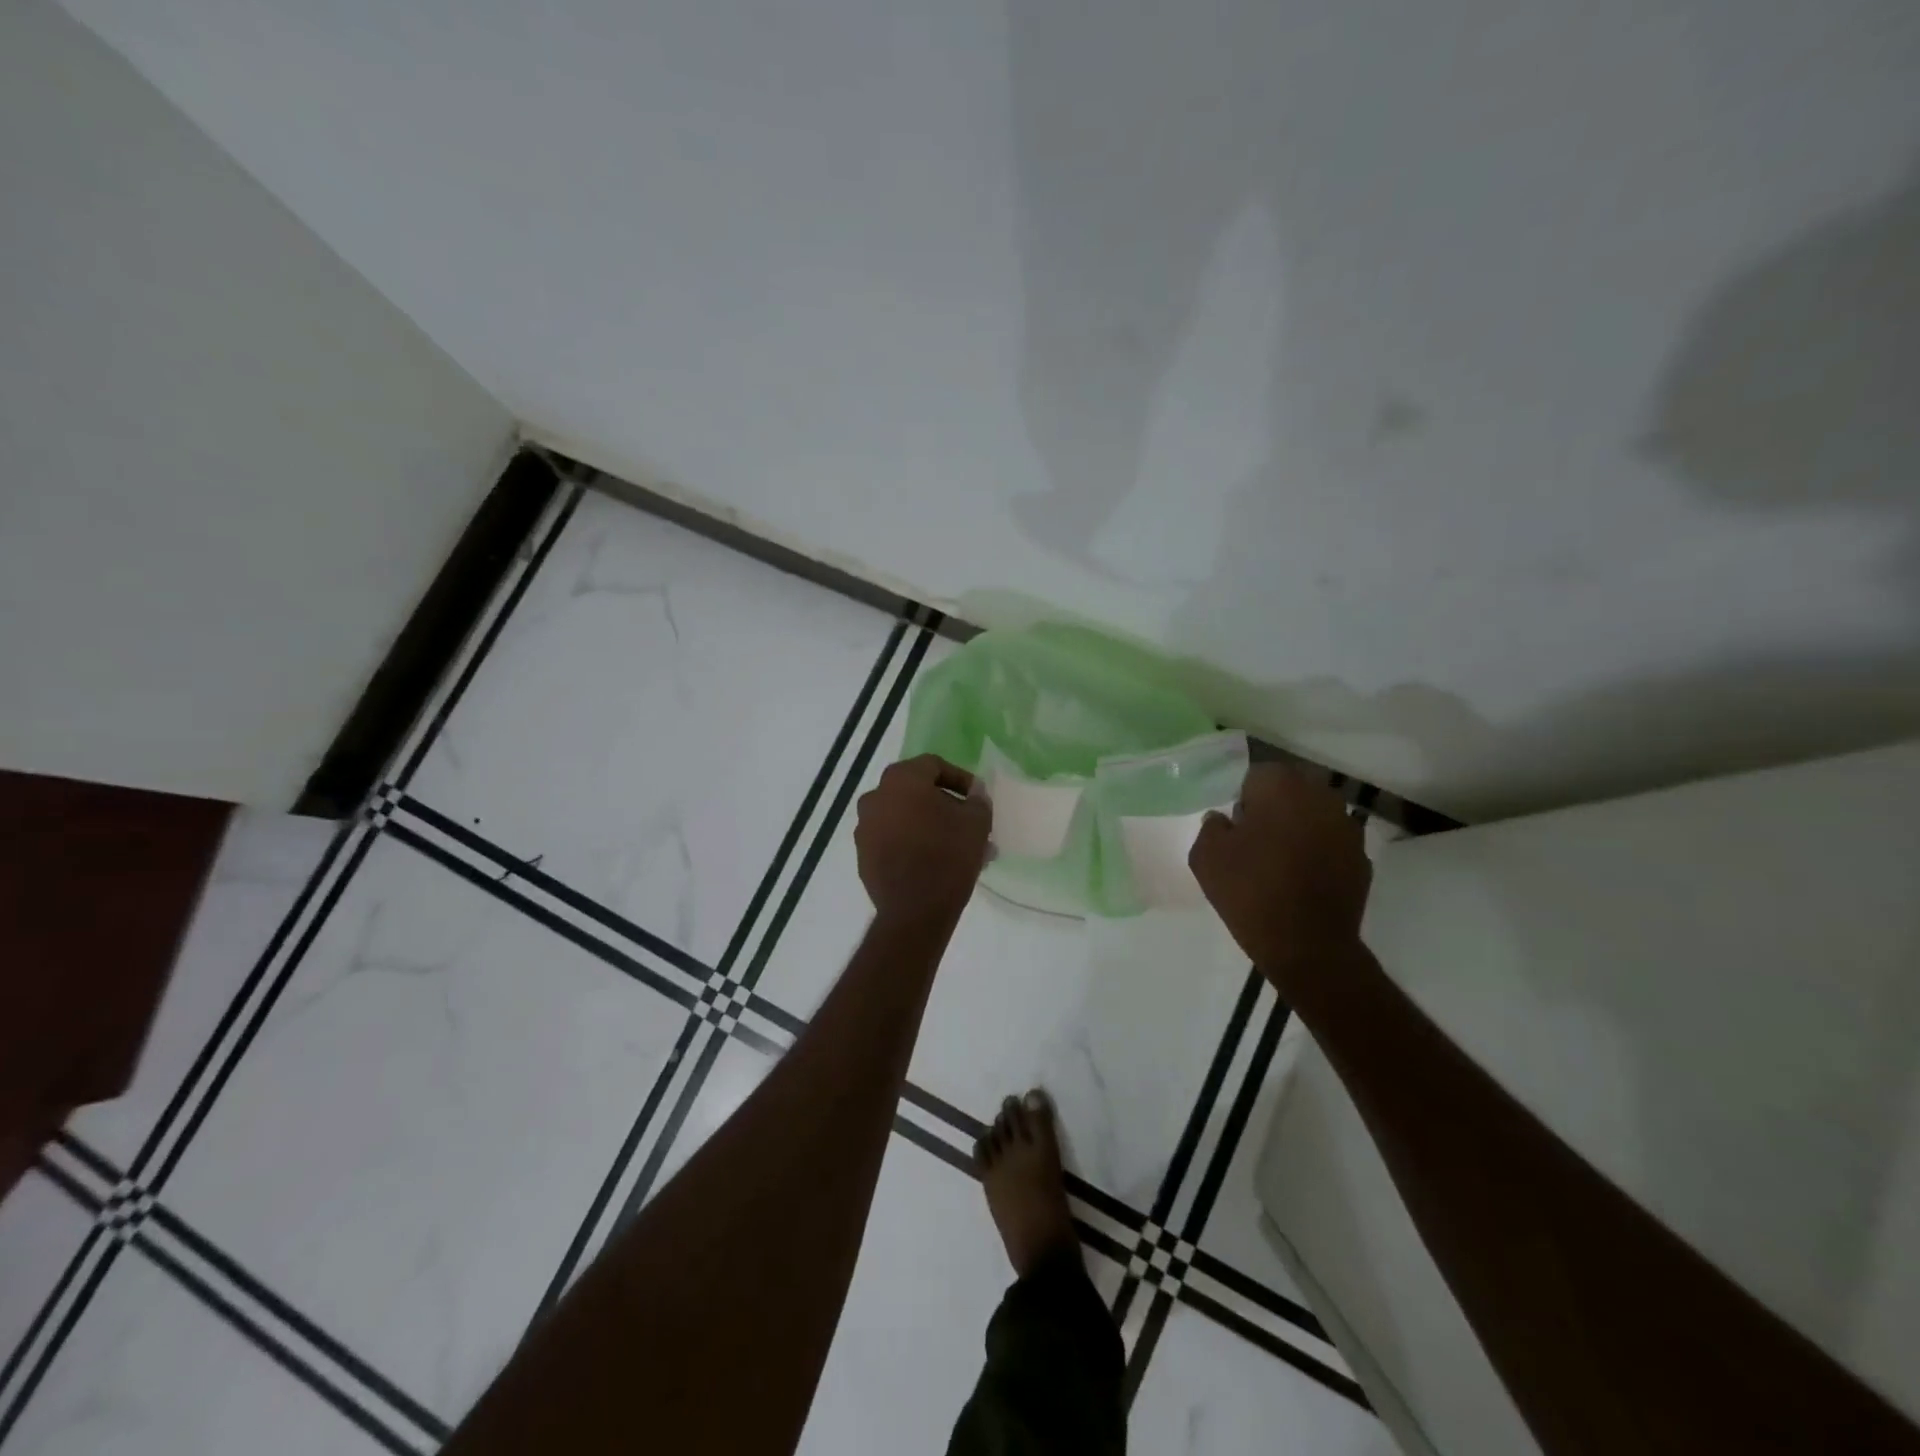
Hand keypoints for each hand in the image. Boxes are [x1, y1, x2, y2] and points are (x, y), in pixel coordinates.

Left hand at [855, 755, 991, 923]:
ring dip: (930, 826)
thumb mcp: (976, 823)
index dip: (960, 779)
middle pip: (917, 792)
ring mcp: (865, 827)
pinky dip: (912, 843)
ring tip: (957, 848)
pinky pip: (892, 840)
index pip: (934, 766)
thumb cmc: (948, 856)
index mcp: (901, 779)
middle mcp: (875, 797)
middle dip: (945, 806)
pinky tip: (935, 862)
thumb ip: (977, 800)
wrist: (915, 911)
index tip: (977, 798)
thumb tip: (974, 793)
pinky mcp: (863, 855)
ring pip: (905, 818)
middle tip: (968, 824)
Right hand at [1189, 764, 1371, 980]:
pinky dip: (1318, 853)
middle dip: (1274, 807)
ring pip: (1314, 815)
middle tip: (1255, 841)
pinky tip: (1302, 879)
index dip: (1243, 799)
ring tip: (1280, 861)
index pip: (1257, 775)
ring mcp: (1348, 828)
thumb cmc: (1250, 892)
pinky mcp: (1362, 859)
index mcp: (1282, 787)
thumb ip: (1211, 827)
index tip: (1236, 826)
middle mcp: (1321, 797)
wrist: (1307, 946)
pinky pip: (1332, 843)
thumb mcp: (1205, 857)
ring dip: (1299, 828)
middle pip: (1291, 790)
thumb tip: (1224, 820)